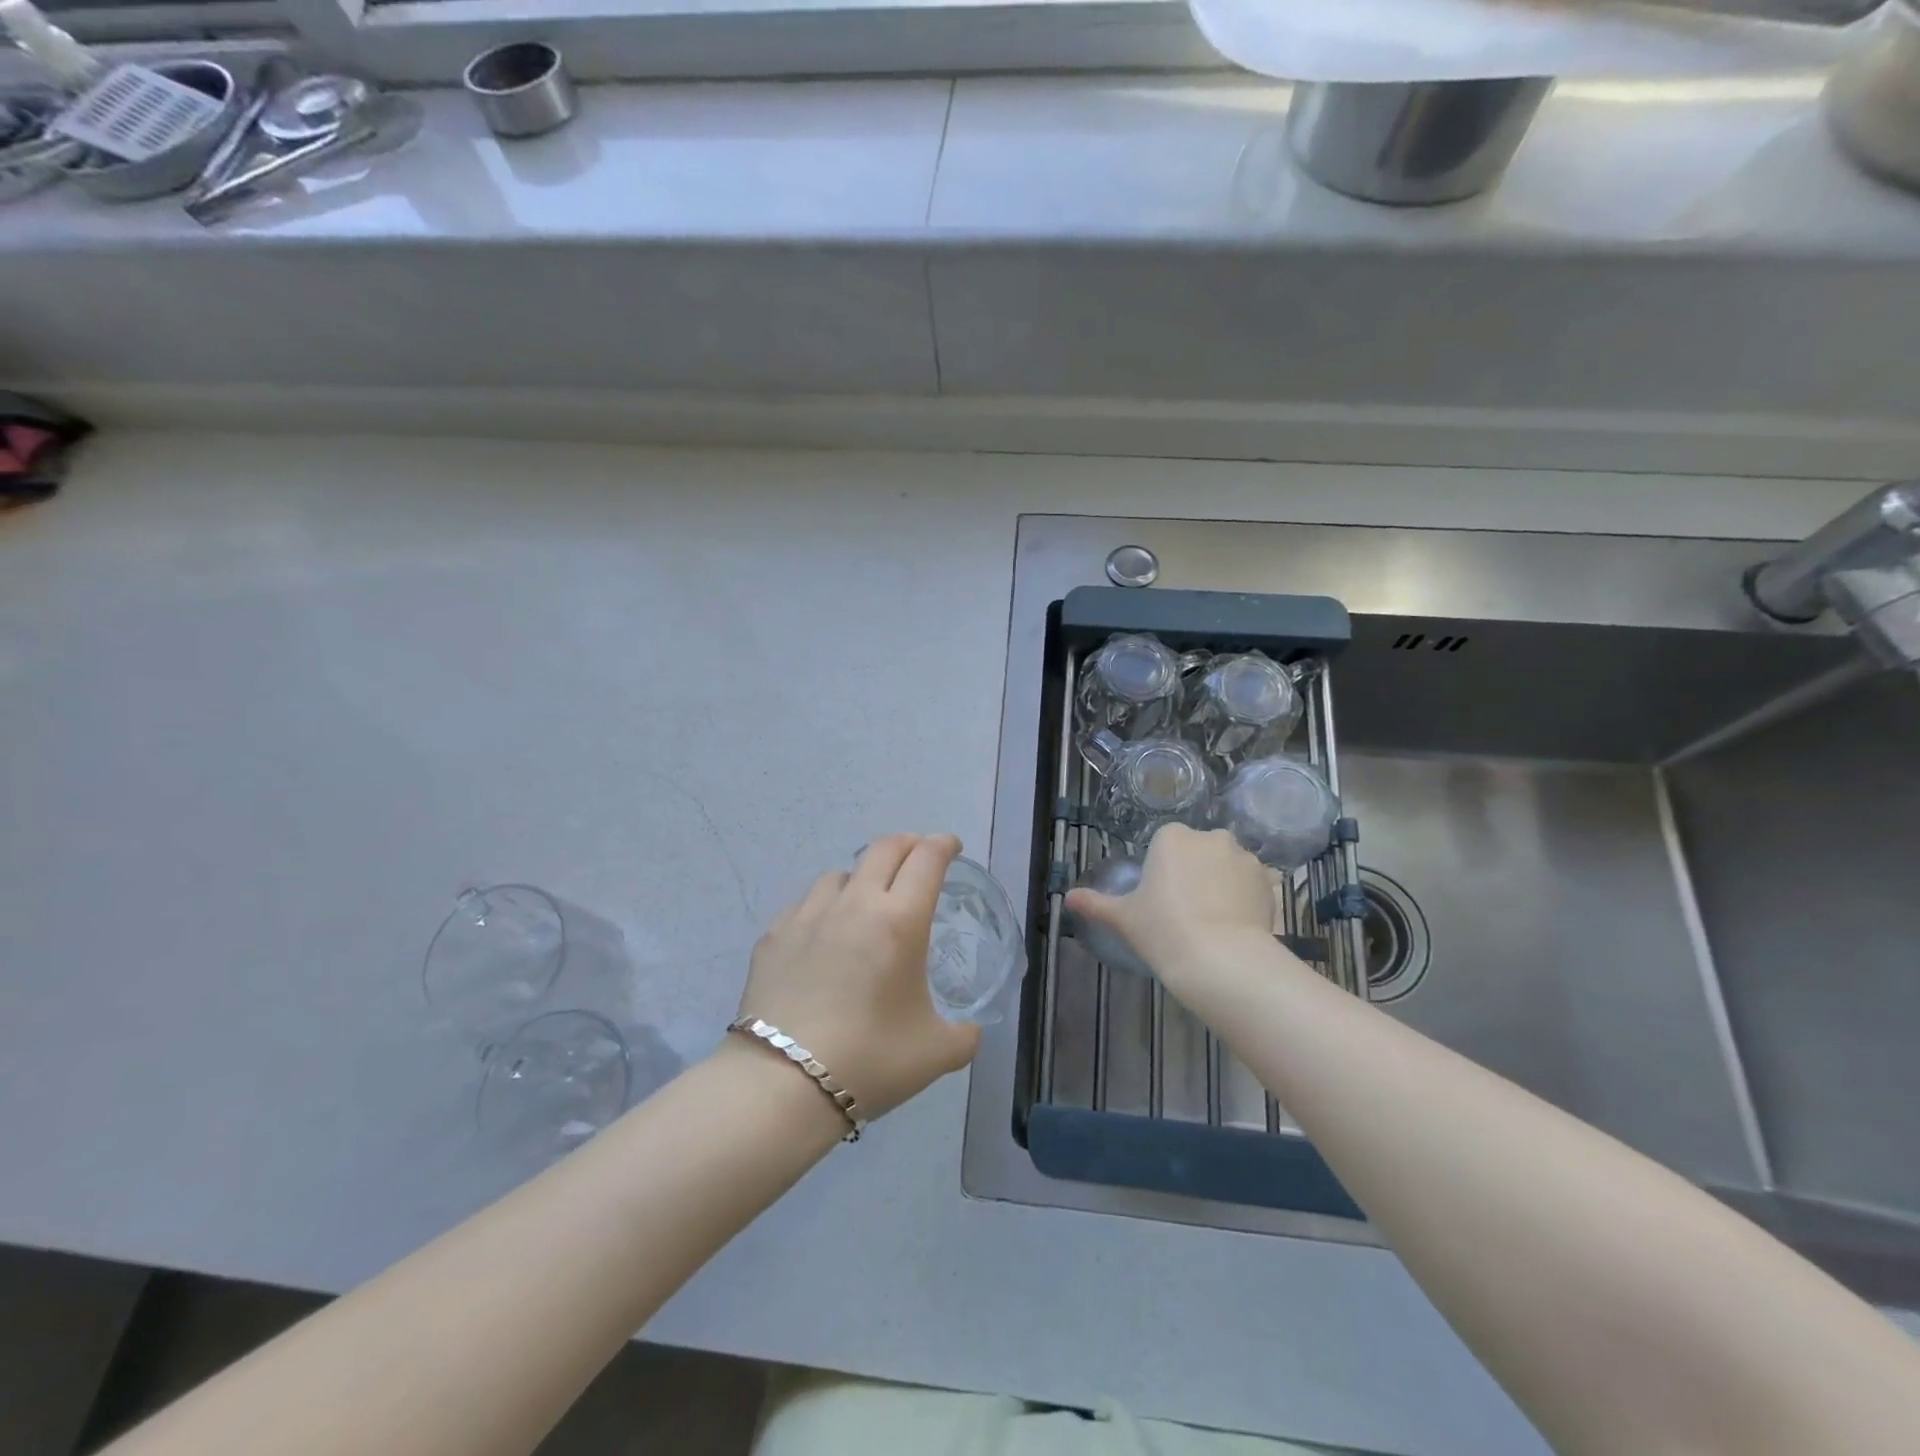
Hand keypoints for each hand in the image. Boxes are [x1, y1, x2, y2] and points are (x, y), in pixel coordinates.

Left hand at [733, 833, 980, 1120]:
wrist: (782, 1083)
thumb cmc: (870, 1061)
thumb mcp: (936, 1053)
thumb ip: (964, 1036)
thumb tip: (969, 1030)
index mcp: (900, 921)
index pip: (927, 860)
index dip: (943, 845)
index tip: (951, 847)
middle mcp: (855, 904)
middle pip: (883, 849)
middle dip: (907, 844)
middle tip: (918, 856)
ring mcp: (809, 916)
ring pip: (840, 874)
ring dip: (862, 876)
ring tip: (866, 899)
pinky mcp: (774, 935)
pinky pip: (805, 903)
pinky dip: (824, 907)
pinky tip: (823, 933)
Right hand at [1064, 825, 1277, 998]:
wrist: (1220, 959)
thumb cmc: (1163, 930)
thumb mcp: (1122, 917)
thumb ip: (1094, 904)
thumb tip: (1066, 898)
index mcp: (1172, 837)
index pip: (1166, 844)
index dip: (1163, 870)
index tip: (1161, 899)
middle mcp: (1210, 837)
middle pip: (1199, 850)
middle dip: (1195, 872)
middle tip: (1186, 911)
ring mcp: (1244, 858)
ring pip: (1228, 866)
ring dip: (1223, 883)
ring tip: (1215, 922)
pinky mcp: (1270, 882)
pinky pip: (1253, 885)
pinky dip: (1247, 899)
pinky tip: (1237, 926)